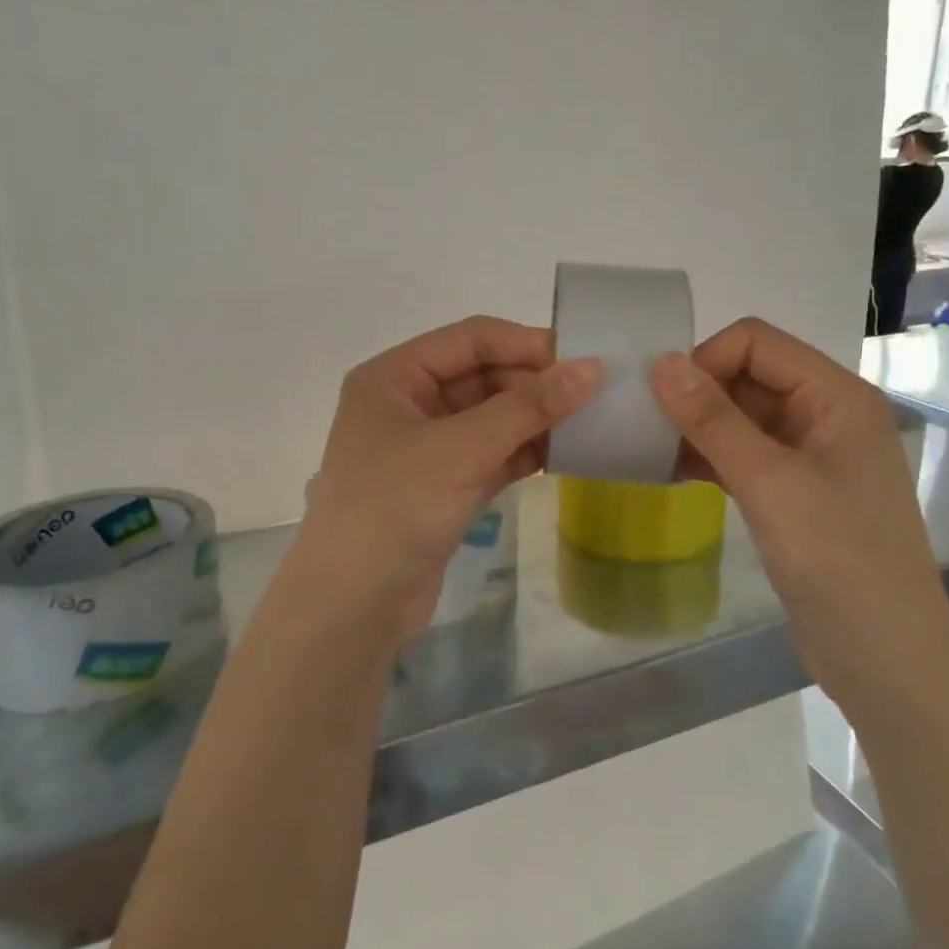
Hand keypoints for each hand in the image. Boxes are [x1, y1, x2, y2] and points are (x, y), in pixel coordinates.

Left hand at [285, 316, 601, 646]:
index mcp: (393, 378)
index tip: (585, 358)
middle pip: (483, 376)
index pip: (470, 339)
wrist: (352, 608)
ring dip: (536, 419)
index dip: (526, 344)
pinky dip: (526, 452)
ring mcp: (427, 448)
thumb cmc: (393, 510)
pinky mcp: (445, 487)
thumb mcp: (459, 450)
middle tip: (596, 394)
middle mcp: (408, 404)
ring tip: (593, 421)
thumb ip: (526, 408)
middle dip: (535, 384)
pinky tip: (568, 452)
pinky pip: (493, 454)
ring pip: (492, 417)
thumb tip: (592, 368)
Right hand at [647, 318, 948, 691]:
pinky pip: (743, 455)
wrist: (885, 658)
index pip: (756, 342)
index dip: (705, 360)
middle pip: (748, 375)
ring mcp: (810, 456)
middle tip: (644, 427)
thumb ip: (714, 421)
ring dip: (697, 428)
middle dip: (696, 394)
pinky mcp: (794, 493)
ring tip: (649, 451)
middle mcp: (825, 415)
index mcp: (836, 396)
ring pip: (741, 417)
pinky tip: (669, 473)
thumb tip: (660, 363)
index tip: (661, 401)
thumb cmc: (838, 561)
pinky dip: (708, 458)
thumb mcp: (770, 484)